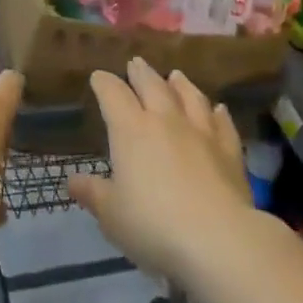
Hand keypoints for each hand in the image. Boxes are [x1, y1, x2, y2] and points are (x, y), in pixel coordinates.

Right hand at [69, 58, 253, 281]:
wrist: (218, 239)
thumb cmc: (153, 225)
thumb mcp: (111, 215)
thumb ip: (93, 194)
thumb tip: (73, 180)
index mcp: (131, 131)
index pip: (113, 95)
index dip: (104, 83)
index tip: (99, 77)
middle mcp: (165, 121)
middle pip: (152, 87)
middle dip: (141, 73)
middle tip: (136, 63)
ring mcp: (201, 133)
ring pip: (190, 98)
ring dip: (181, 84)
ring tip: (175, 75)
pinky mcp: (229, 151)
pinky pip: (222, 124)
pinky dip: (218, 114)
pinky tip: (218, 109)